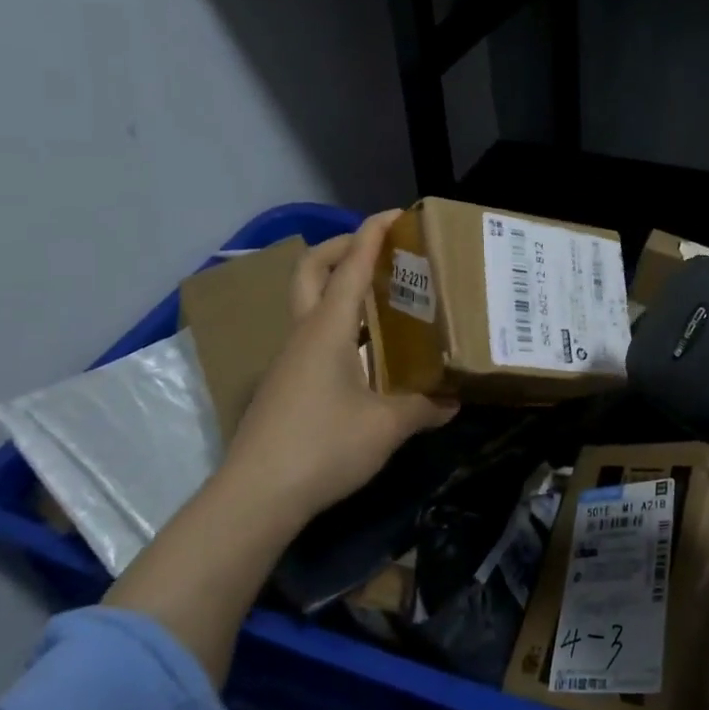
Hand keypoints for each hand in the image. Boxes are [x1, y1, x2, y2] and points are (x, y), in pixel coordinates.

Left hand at [219, 209, 457, 525]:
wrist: (255, 496)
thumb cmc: (323, 447)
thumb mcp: (386, 428)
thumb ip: (423, 408)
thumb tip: (453, 400)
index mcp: (327, 330)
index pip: (350, 267)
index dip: (372, 235)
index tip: (395, 213)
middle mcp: (304, 334)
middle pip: (312, 270)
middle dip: (343, 247)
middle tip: (380, 248)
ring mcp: (289, 359)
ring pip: (310, 303)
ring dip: (340, 286)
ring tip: (383, 296)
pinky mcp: (285, 384)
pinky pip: (313, 334)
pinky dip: (338, 323)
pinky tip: (366, 350)